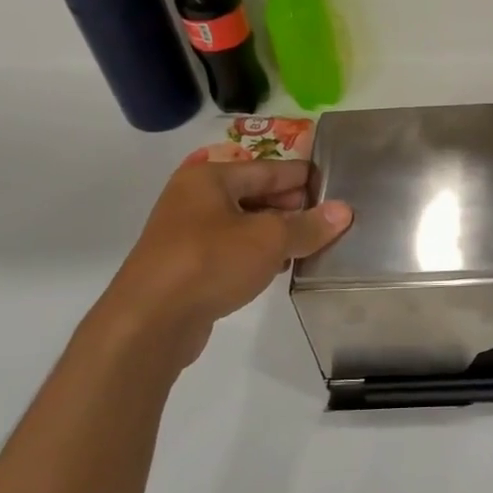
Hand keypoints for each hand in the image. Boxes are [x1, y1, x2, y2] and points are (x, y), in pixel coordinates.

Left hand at [92, 158, 351, 371]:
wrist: (148, 323)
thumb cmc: (210, 262)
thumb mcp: (269, 239)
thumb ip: (308, 225)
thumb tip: (343, 211)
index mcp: (210, 177)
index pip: (269, 168)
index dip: (303, 177)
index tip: (336, 185)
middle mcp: (194, 198)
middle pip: (255, 194)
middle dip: (292, 206)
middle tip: (329, 217)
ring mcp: (186, 233)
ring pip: (243, 224)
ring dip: (276, 233)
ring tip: (312, 243)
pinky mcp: (184, 267)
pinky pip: (231, 250)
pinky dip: (256, 254)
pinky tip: (280, 266)